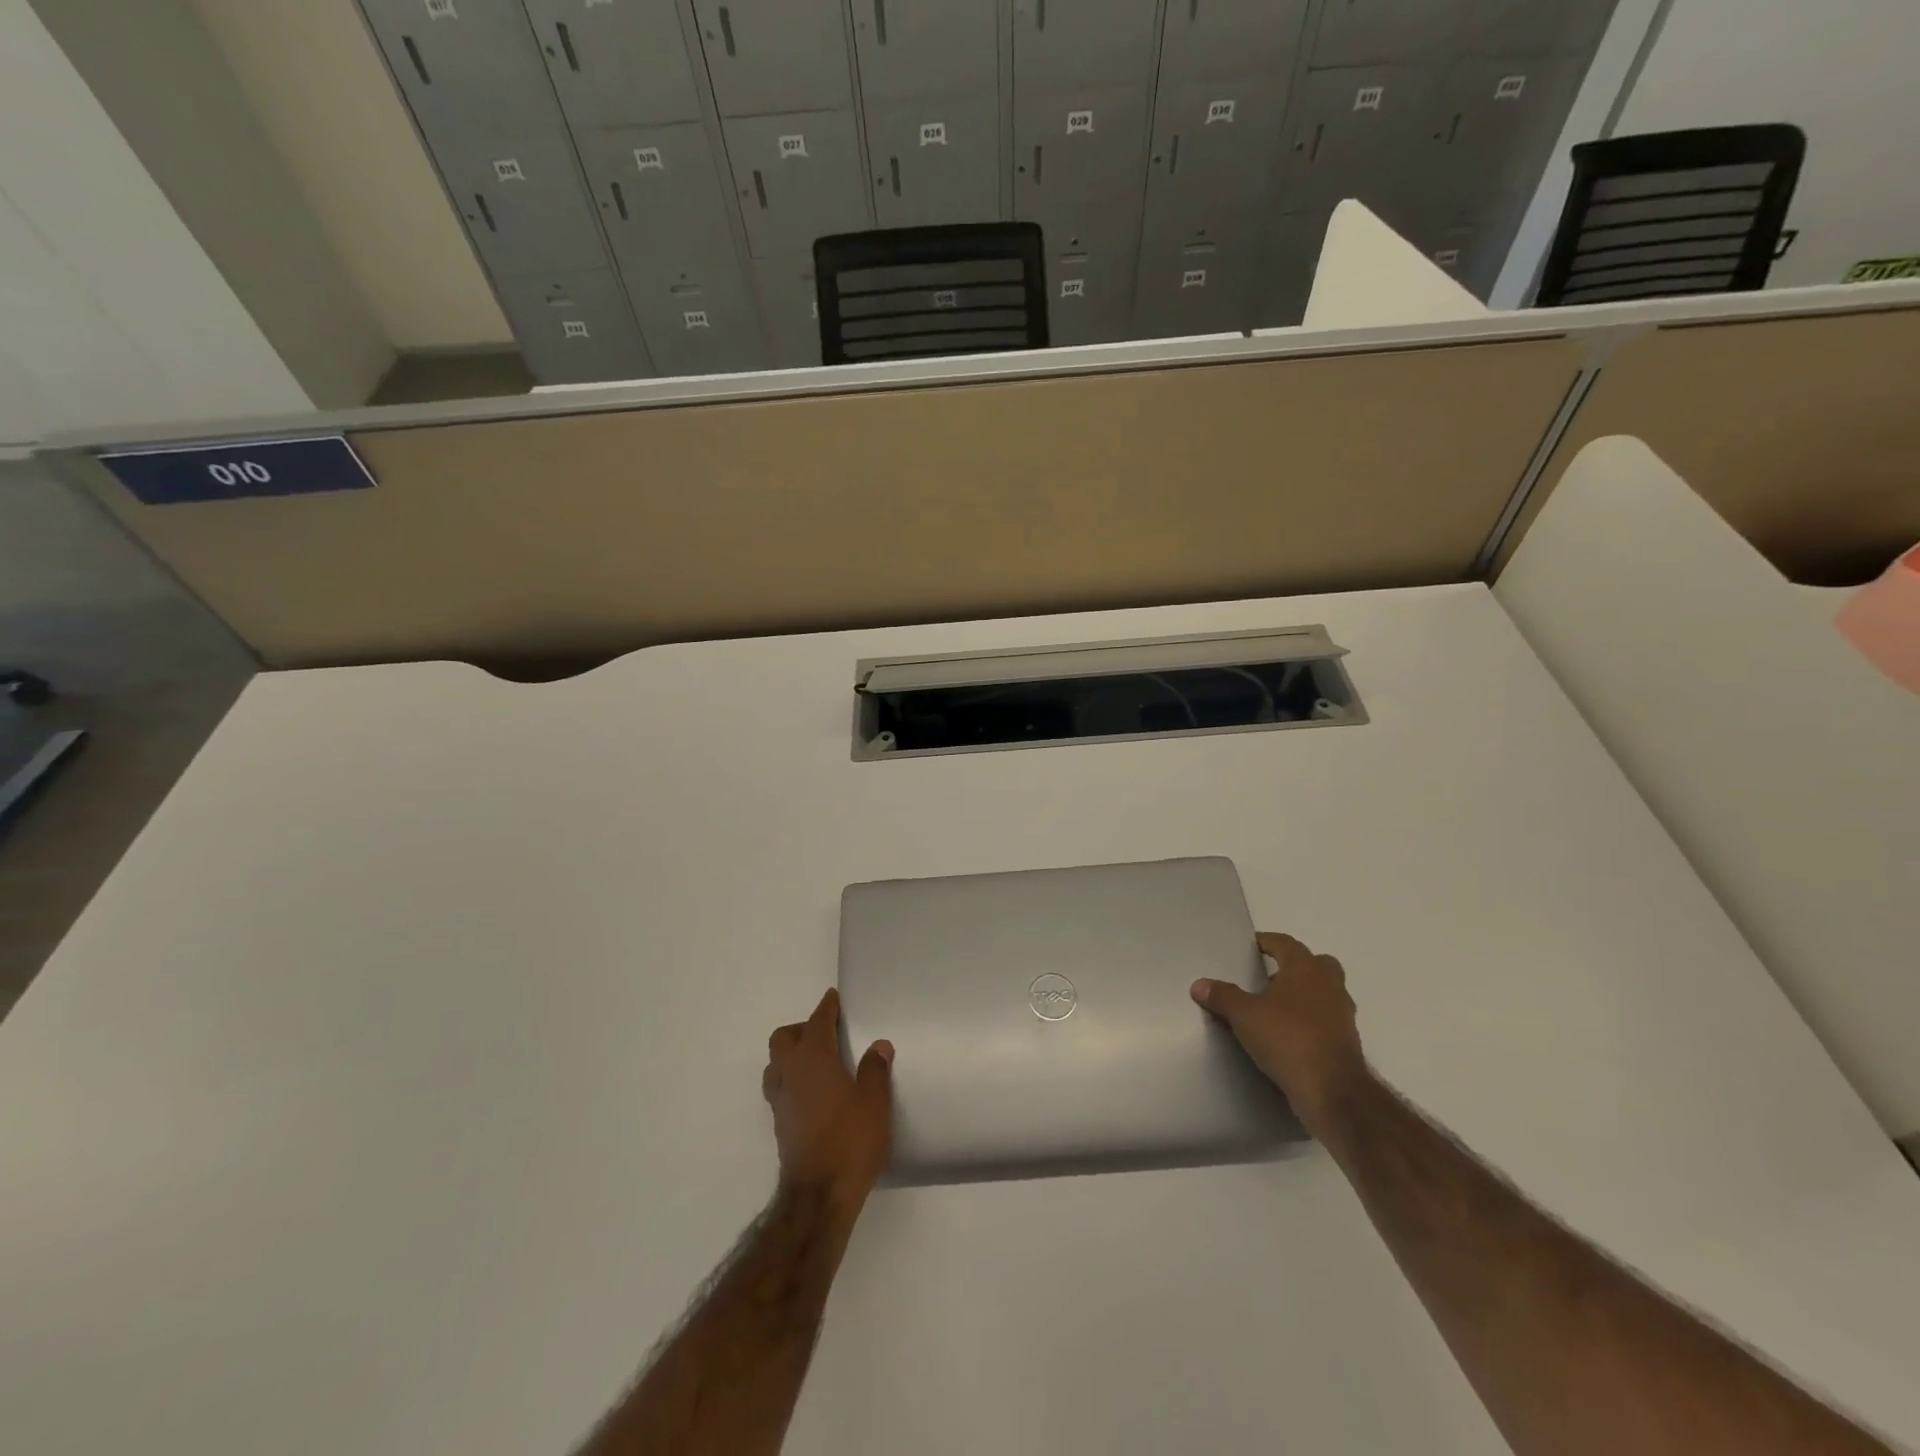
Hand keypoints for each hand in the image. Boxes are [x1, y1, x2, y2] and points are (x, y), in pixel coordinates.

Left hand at [763, 988, 893, 1208]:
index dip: (826, 1007)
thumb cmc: (850, 1141)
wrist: (818, 1197)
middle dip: (802, 1029)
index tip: (833, 998)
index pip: (817, 1022)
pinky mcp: (780, 1124)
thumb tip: (878, 1045)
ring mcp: (780, 1100)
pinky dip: (792, 1079)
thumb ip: (875, 1070)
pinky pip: (780, 1087)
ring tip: (817, 1061)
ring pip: (776, 1064)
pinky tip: (813, 1092)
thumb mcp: (875, 1102)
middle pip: (784, 1038)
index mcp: (813, 1059)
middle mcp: (790, 1073)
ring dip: (791, 1055)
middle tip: (827, 1032)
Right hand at [1191, 931, 1366, 1128]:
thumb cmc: (1287, 1039)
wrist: (1332, 1091)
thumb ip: (1223, 996)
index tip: (1253, 945)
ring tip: (1278, 1006)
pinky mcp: (1348, 1042)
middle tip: (1271, 975)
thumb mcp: (1244, 1015)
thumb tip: (1199, 985)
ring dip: (1306, 994)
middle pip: (1317, 963)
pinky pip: (1328, 1019)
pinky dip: (1312, 1020)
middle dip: (1296, 965)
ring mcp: (1343, 1014)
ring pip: (1326, 992)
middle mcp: (1329, 985)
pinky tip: (1291, 1034)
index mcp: (1305, 969)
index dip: (1268, 941)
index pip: (1286, 943)